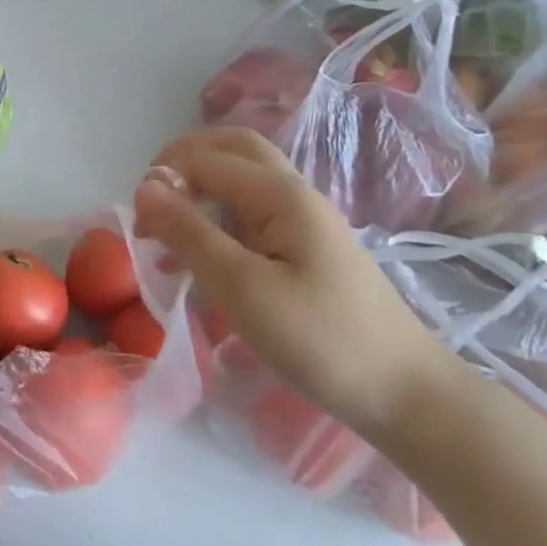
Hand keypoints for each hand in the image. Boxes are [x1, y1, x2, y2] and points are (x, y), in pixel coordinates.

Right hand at [134, 128, 454, 435]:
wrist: (406, 395)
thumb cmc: (320, 340)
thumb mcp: (242, 288)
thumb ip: (190, 233)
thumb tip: (144, 187)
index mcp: (280, 194)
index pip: (205, 158)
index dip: (164, 178)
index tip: (140, 224)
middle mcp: (293, 194)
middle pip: (230, 150)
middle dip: (182, 165)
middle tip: (152, 205)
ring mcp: (303, 221)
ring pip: (240, 181)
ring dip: (198, 192)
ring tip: (167, 235)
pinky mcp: (305, 249)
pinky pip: (251, 215)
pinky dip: (216, 221)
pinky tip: (200, 259)